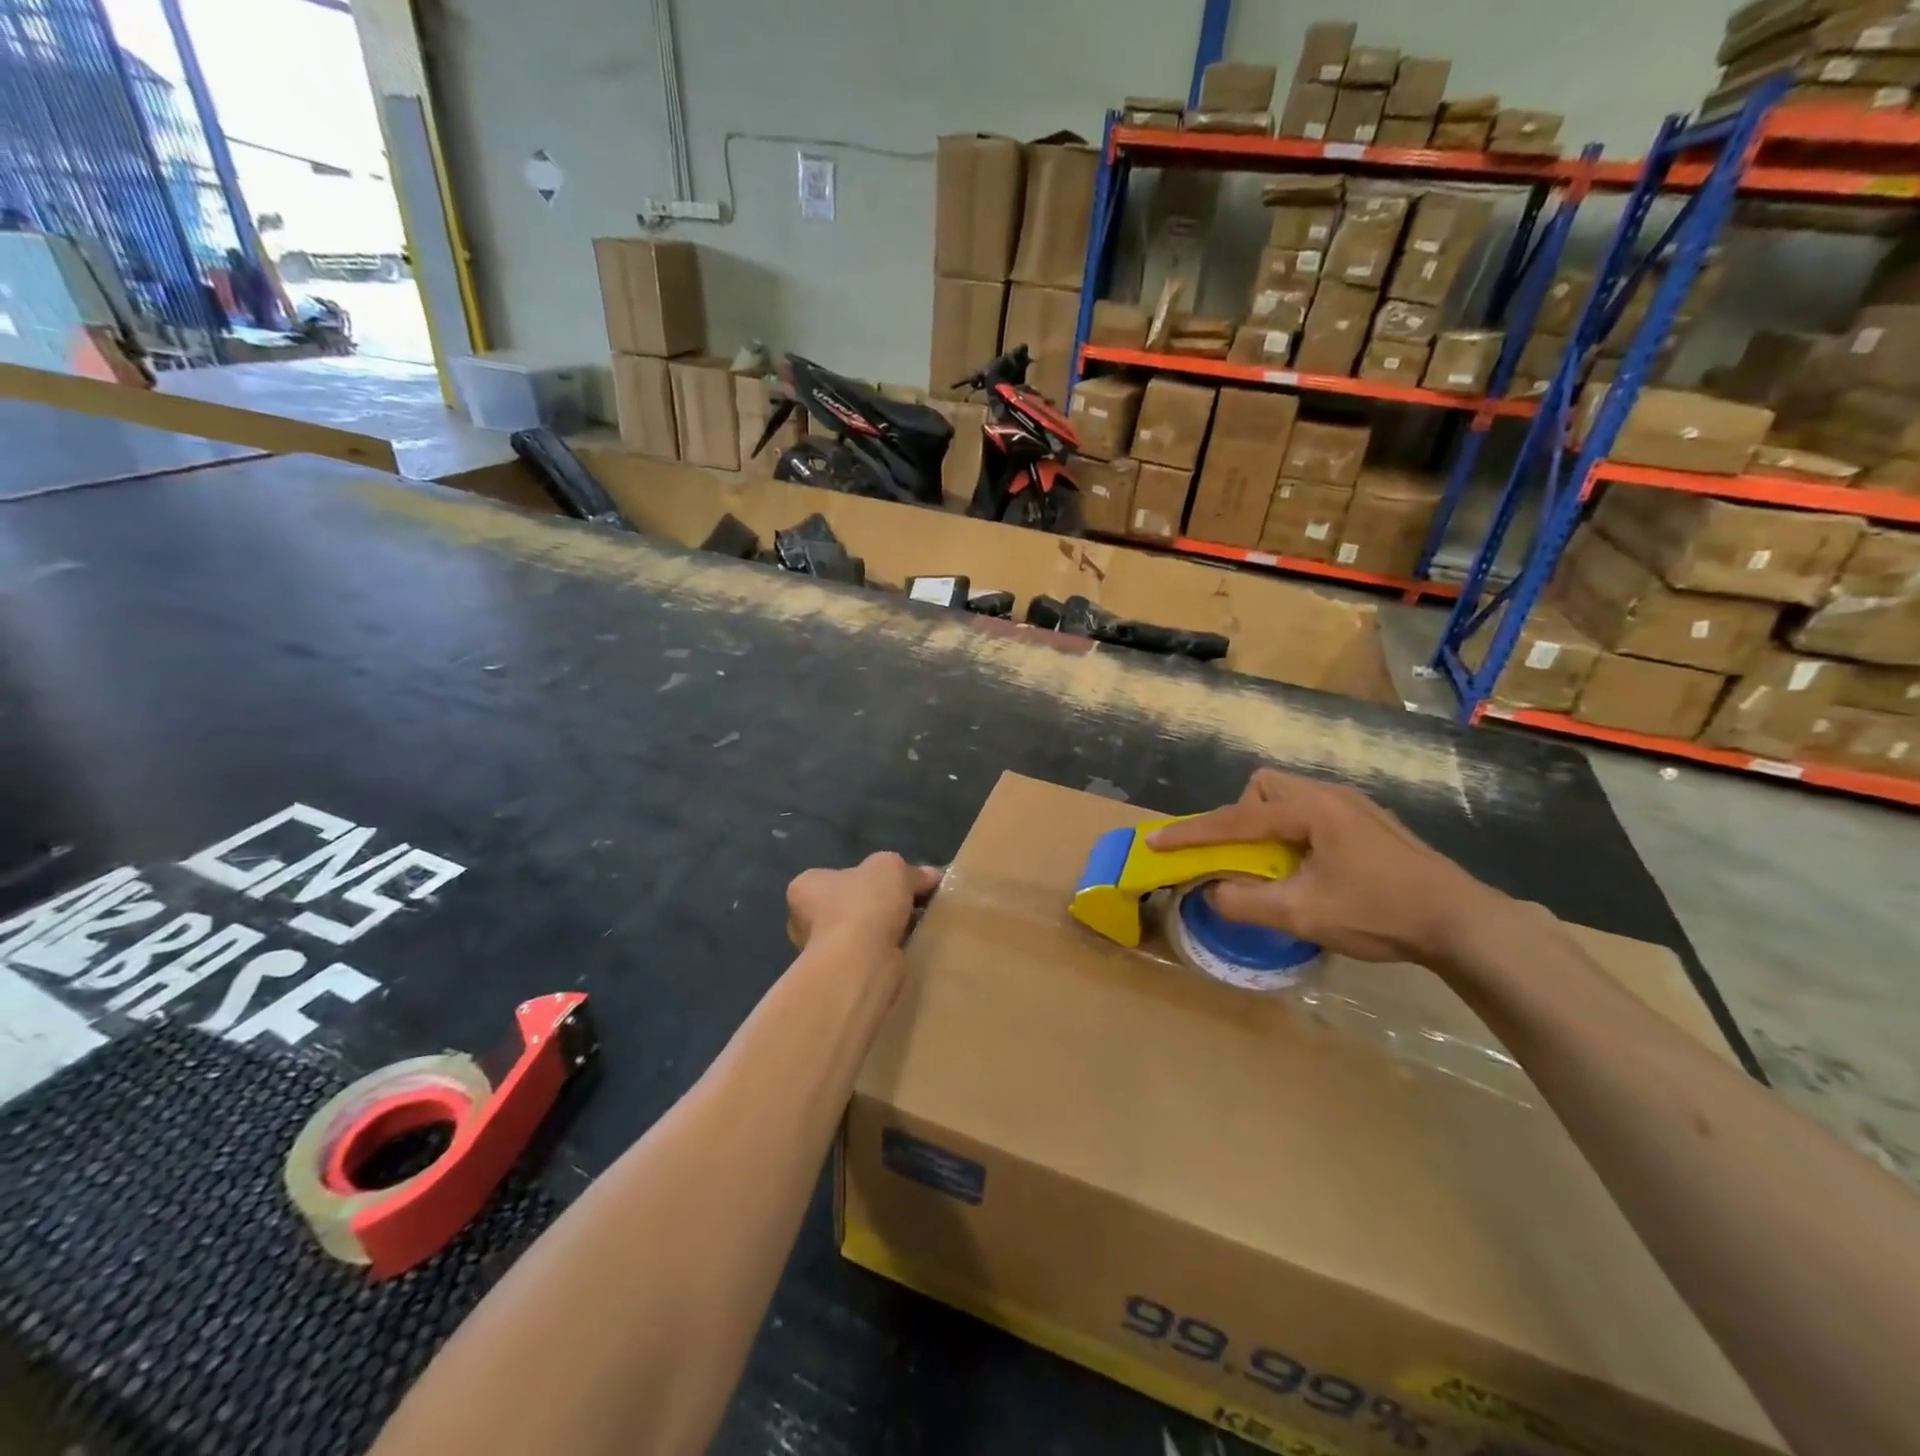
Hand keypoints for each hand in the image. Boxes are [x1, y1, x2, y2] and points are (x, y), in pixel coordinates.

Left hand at [786, 854, 940, 957]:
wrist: (862, 962)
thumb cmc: (864, 904)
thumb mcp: (892, 868)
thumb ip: (910, 871)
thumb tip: (929, 876)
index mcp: (807, 886)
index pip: (834, 876)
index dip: (866, 876)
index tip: (893, 883)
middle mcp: (805, 919)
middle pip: (849, 905)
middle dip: (876, 906)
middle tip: (909, 905)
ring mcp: (821, 952)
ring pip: (860, 933)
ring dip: (884, 931)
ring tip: (916, 926)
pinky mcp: (842, 975)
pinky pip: (869, 956)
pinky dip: (888, 952)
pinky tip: (909, 948)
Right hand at [1147, 769, 1511, 970]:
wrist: (1464, 922)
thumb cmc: (1380, 912)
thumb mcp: (1303, 915)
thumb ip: (1246, 902)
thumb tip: (1211, 893)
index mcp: (1310, 811)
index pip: (1235, 819)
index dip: (1192, 834)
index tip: (1157, 844)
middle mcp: (1329, 795)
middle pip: (1264, 786)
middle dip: (1240, 816)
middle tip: (1244, 856)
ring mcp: (1354, 806)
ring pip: (1290, 796)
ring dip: (1268, 825)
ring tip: (1278, 866)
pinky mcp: (1370, 822)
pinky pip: (1313, 812)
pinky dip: (1294, 833)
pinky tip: (1313, 869)